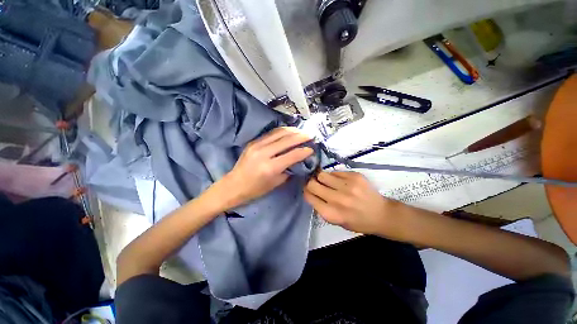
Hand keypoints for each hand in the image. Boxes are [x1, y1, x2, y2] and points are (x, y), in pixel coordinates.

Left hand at [214, 127, 313, 209]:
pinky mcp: (253, 142)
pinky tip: (288, 132)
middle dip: (300, 136)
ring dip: (292, 131)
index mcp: (270, 167)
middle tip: (310, 135)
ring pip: (278, 133)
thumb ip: (288, 170)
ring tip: (301, 131)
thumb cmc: (255, 189)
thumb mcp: (275, 183)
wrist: (233, 185)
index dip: (304, 151)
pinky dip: (282, 131)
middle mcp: (263, 153)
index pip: (292, 155)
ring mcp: (257, 145)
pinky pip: (271, 133)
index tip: (312, 148)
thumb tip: (298, 160)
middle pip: (286, 140)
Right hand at [304, 171, 400, 234]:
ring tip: (327, 181)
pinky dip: (334, 176)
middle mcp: (337, 199)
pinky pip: (335, 172)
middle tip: (314, 183)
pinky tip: (340, 181)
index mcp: (331, 213)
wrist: (381, 214)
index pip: (309, 196)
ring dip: (321, 177)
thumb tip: (311, 192)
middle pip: (312, 183)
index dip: (306, 191)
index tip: (307, 189)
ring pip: (322, 174)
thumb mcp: (336, 221)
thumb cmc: (357, 221)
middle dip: (310, 182)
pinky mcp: (355, 176)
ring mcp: (347, 186)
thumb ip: (321, 208)